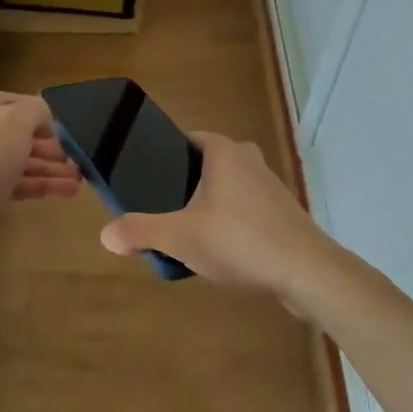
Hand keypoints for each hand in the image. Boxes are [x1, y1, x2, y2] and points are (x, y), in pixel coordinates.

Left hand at [0, 91, 78, 278]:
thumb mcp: (13, 122)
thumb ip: (35, 111)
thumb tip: (42, 118)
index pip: (11, 102)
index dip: (40, 117)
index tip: (64, 136)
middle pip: (13, 134)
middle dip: (47, 148)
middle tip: (75, 162)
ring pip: (13, 162)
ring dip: (46, 170)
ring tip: (77, 182)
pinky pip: (8, 185)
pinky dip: (34, 186)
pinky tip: (63, 192)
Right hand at [98, 132, 342, 311]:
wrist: (307, 273)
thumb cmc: (239, 240)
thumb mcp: (179, 237)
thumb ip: (140, 232)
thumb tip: (105, 235)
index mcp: (224, 152)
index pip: (187, 139)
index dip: (165, 155)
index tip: (146, 179)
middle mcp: (250, 160)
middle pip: (207, 165)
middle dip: (185, 184)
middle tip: (161, 209)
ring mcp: (271, 187)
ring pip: (229, 189)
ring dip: (209, 206)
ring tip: (185, 234)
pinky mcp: (284, 215)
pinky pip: (246, 211)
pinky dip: (230, 224)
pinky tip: (219, 251)